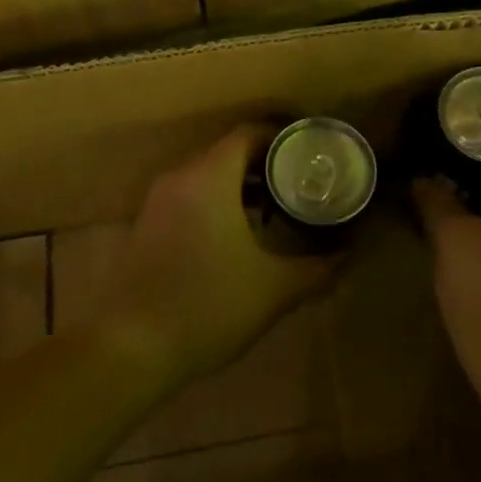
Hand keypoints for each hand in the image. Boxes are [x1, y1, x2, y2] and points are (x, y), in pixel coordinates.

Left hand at [94, 123, 338, 386]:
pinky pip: (189, 195)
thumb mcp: (273, 289)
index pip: (249, 134)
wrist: (131, 347)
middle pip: (228, 151)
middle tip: (300, 181)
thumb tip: (349, 255)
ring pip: (206, 174)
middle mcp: (181, 176)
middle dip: (265, 163)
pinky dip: (216, 200)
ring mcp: (158, 200)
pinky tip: (235, 234)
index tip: (310, 152)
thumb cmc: (208, 305)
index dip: (282, 137)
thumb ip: (316, 269)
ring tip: (274, 208)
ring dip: (239, 184)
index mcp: (210, 177)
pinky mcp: (146, 224)